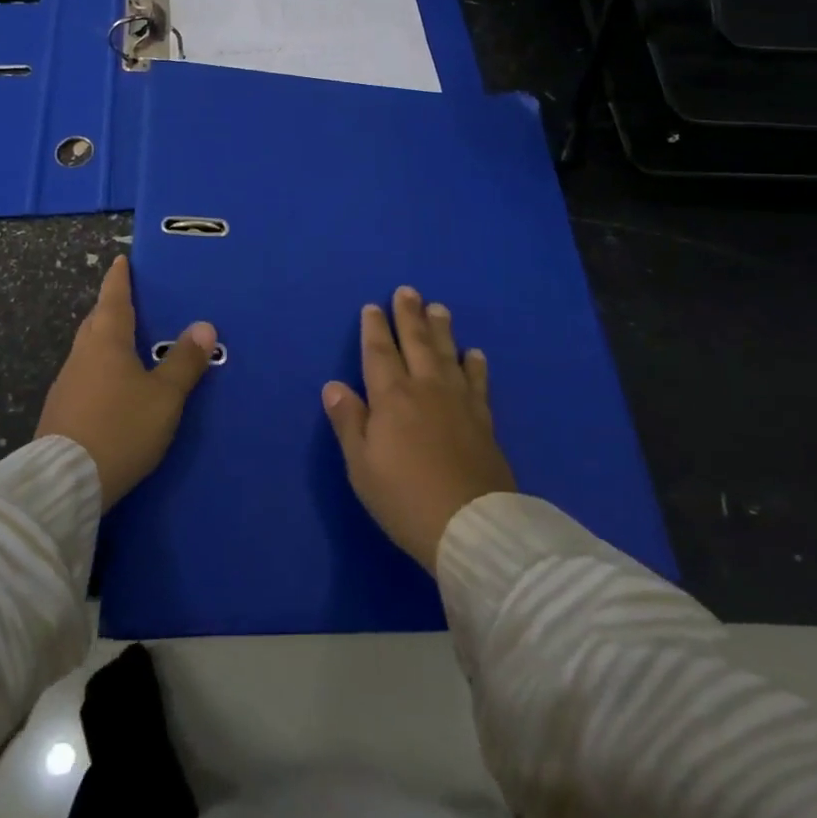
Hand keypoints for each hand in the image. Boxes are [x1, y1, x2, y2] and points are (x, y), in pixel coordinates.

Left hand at [36, 256, 215, 508]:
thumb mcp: (164, 397)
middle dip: (111, 309)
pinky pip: (84, 377)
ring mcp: (66, 385)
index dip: (119, 279)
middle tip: (129, 302)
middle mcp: (81, 355)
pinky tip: (110, 387)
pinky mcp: (60, 413)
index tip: (120, 261)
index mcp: (106, 342)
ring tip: (125, 344)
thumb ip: (184, 362)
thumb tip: (203, 326)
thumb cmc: (121, 428)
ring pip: (88, 351)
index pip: (113, 299)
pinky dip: (99, 370)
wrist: (64, 483)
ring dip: (104, 341)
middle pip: (96, 322)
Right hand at [322, 287, 516, 572]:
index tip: (373, 307)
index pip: (379, 352)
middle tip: (408, 291)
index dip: (375, 328)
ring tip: (439, 308)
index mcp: (391, 397)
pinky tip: (474, 354)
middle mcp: (426, 388)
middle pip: (416, 342)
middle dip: (409, 315)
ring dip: (441, 329)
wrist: (471, 526)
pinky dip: (474, 364)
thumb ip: (349, 422)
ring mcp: (459, 401)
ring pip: (447, 353)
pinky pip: (478, 382)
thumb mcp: (362, 465)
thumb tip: (333, 385)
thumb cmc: (404, 497)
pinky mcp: (483, 420)